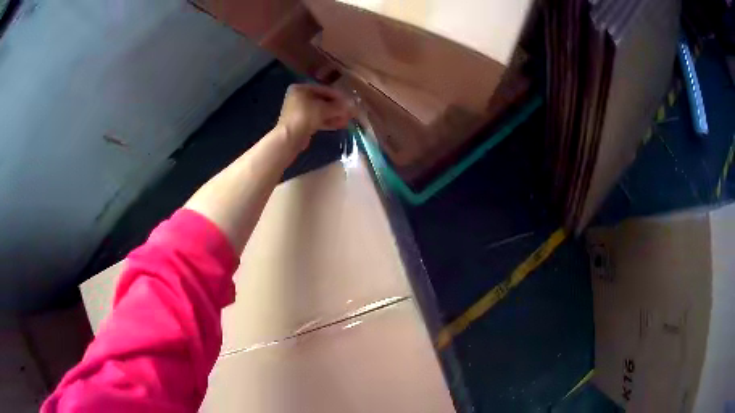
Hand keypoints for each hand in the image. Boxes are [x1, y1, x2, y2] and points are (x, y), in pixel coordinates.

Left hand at [276, 84, 353, 152]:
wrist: (289, 138)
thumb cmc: (305, 117)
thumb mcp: (324, 109)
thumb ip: (339, 106)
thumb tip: (353, 105)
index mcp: (301, 88)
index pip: (324, 89)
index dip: (338, 96)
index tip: (350, 101)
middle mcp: (298, 97)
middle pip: (322, 100)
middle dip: (337, 107)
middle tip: (349, 112)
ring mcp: (299, 111)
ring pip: (320, 111)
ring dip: (334, 115)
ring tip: (346, 120)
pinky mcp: (301, 123)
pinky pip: (317, 119)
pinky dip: (327, 121)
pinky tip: (340, 125)